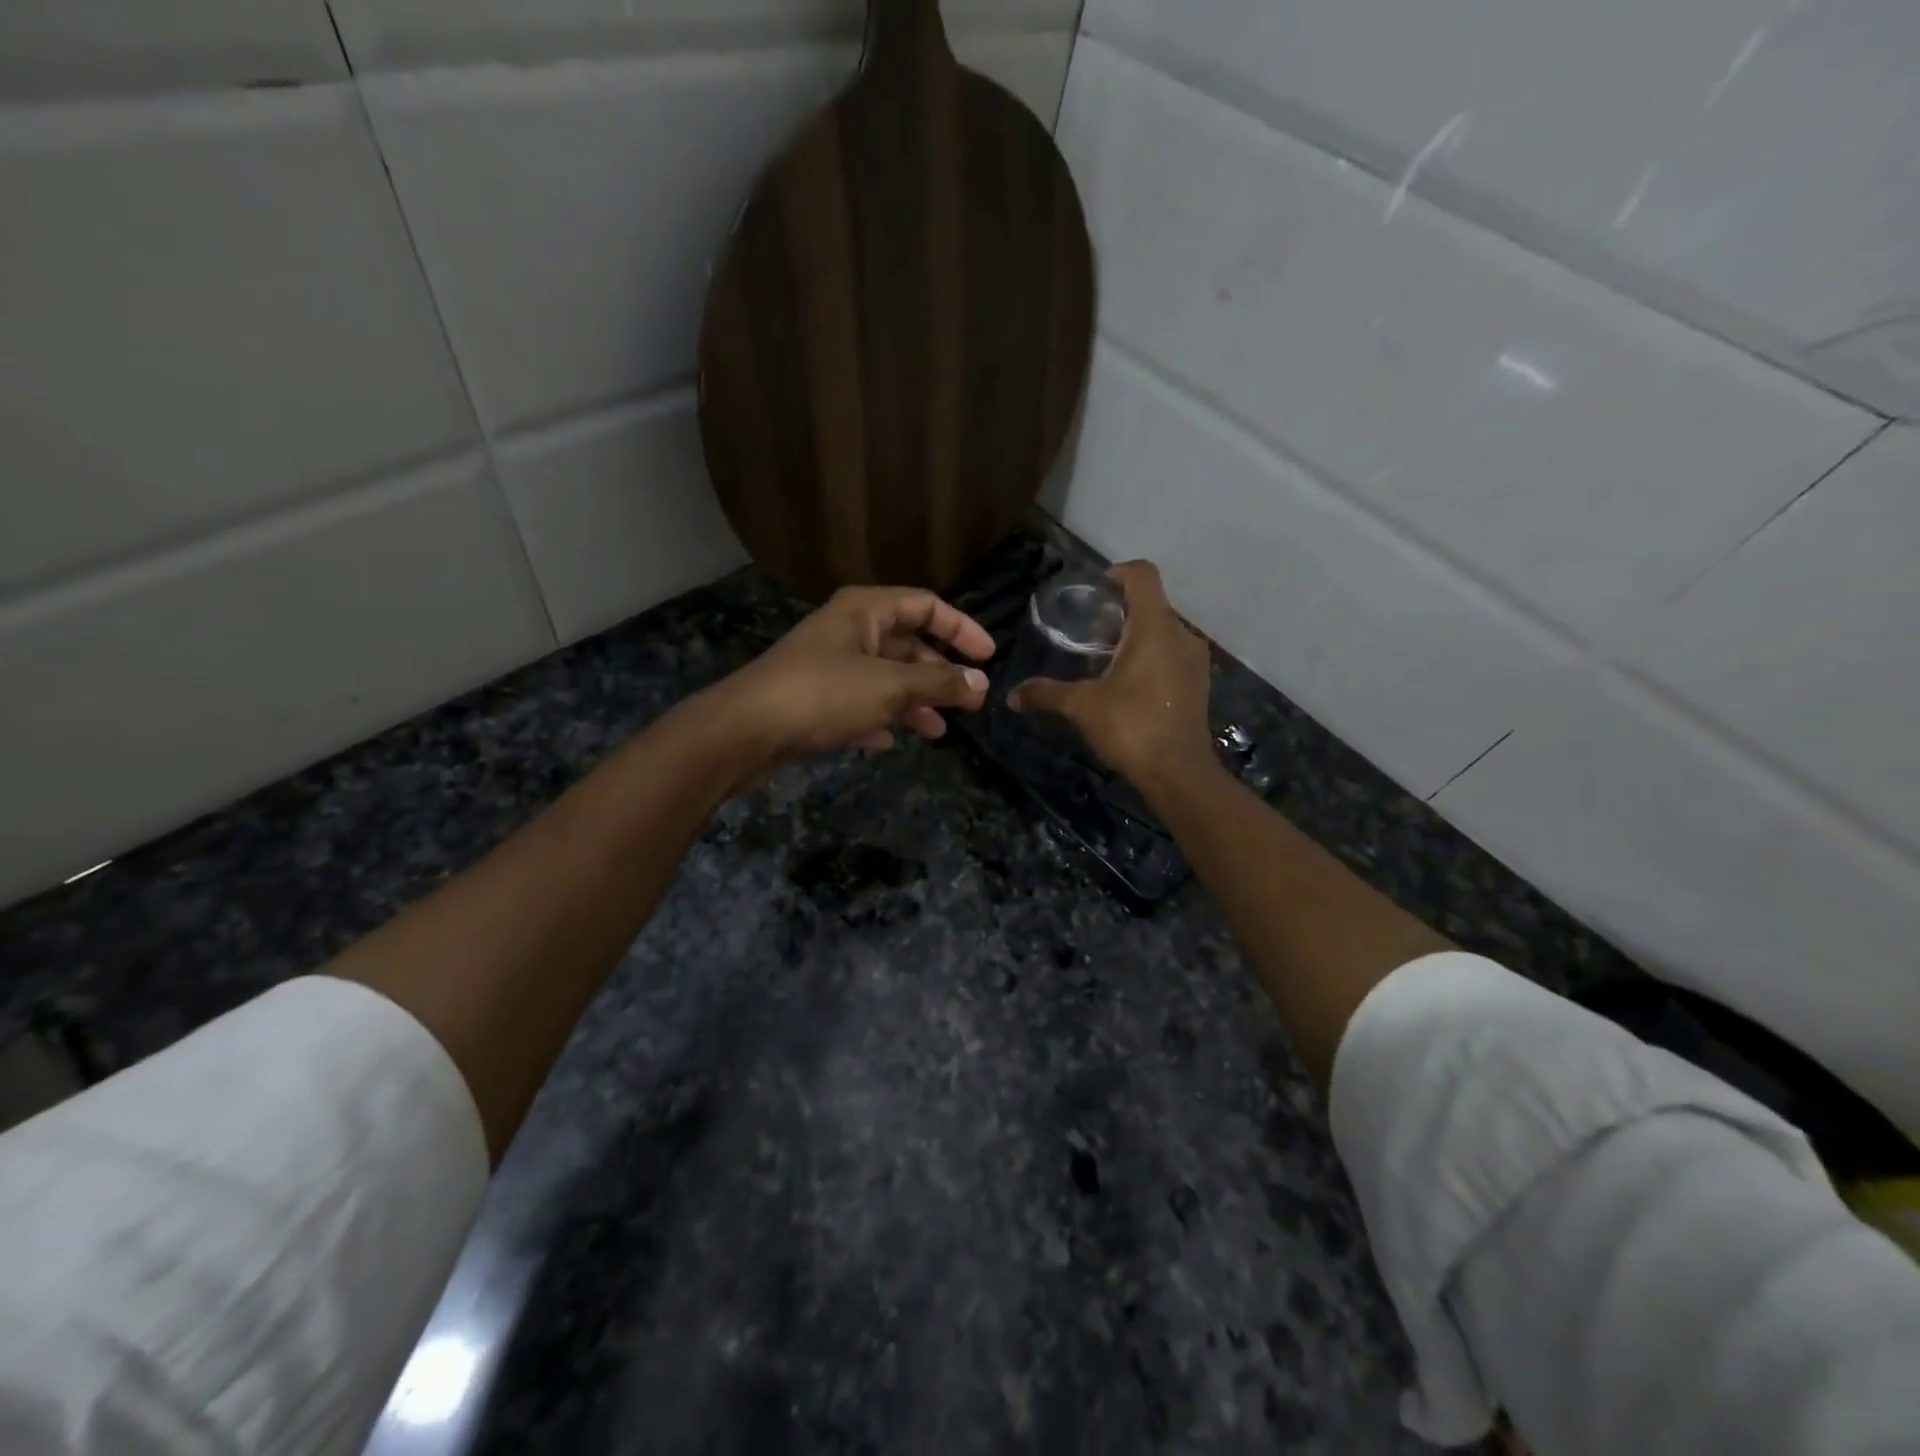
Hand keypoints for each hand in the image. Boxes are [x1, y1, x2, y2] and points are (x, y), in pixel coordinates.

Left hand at [704, 585, 993, 767]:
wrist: (745, 730)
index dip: (962, 628)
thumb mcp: (890, 687)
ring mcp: (829, 664)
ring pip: (884, 677)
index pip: (926, 605)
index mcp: (865, 610)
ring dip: (913, 701)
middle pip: (907, 643)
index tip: (988, 657)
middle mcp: (848, 630)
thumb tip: (981, 683)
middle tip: (969, 701)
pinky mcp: (814, 698)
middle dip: (939, 673)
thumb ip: (939, 684)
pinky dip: (878, 718)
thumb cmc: (823, 694)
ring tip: (938, 731)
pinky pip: (858, 703)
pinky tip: (888, 742)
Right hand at [1008, 561, 1214, 791]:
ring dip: (1136, 636)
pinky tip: (1127, 684)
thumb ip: (1046, 694)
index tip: (1095, 592)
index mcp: (1155, 627)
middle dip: (1120, 611)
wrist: (1179, 774)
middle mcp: (1181, 635)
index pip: (1143, 575)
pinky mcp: (1198, 684)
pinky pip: (1172, 654)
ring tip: (1105, 660)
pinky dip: (1150, 657)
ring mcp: (1194, 660)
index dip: (1118, 573)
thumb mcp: (1082, 707)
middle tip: (1090, 633)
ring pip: (1163, 631)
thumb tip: (1012, 696)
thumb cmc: (1131, 726)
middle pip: (1152, 603)